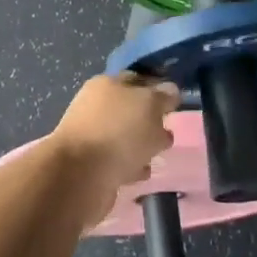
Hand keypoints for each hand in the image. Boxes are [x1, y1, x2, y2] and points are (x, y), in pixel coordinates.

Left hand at [48, 73, 178, 223]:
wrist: (80, 176)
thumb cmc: (118, 132)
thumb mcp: (150, 105)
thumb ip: (163, 96)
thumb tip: (171, 91)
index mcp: (107, 84)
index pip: (138, 80)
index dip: (158, 89)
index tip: (176, 103)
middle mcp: (96, 106)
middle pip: (131, 109)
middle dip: (151, 120)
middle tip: (169, 131)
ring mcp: (92, 136)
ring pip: (125, 137)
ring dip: (141, 145)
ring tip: (158, 155)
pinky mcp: (91, 166)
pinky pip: (118, 161)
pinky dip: (131, 165)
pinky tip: (142, 173)